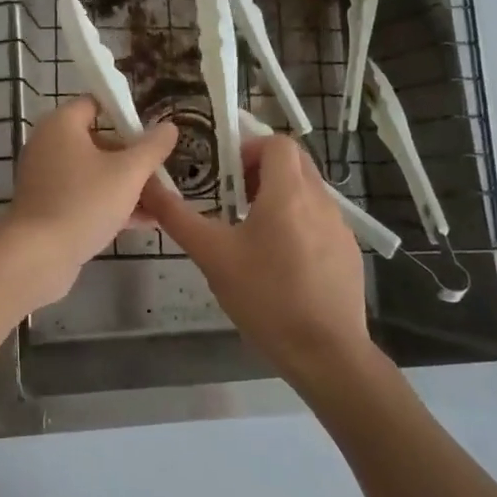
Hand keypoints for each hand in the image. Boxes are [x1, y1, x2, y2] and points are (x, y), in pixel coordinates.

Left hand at [4, 98, 177, 281]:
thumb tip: (169, 126)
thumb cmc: (84, 202)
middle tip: (161, 171)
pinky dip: (109, 203)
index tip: (152, 131)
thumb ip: (152, 147)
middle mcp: (49, 144)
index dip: (125, 113)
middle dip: (132, 157)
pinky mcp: (47, 205)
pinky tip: (143, 222)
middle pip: (98, 140)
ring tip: (161, 201)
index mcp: (62, 124)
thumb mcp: (128, 173)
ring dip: (126, 184)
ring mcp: (45, 177)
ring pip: (93, 172)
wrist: (38, 256)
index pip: (96, 103)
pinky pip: (84, 195)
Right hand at [143, 133, 381, 388]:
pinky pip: (321, 221)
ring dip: (281, 197)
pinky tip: (282, 263)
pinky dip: (299, 224)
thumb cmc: (265, 297)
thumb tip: (147, 185)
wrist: (326, 353)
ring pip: (309, 192)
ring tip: (254, 233)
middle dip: (264, 170)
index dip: (251, 148)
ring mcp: (340, 228)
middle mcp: (320, 201)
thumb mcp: (212, 256)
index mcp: (288, 193)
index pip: (278, 143)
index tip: (228, 173)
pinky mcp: (349, 253)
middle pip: (295, 163)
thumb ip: (178, 217)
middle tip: (236, 197)